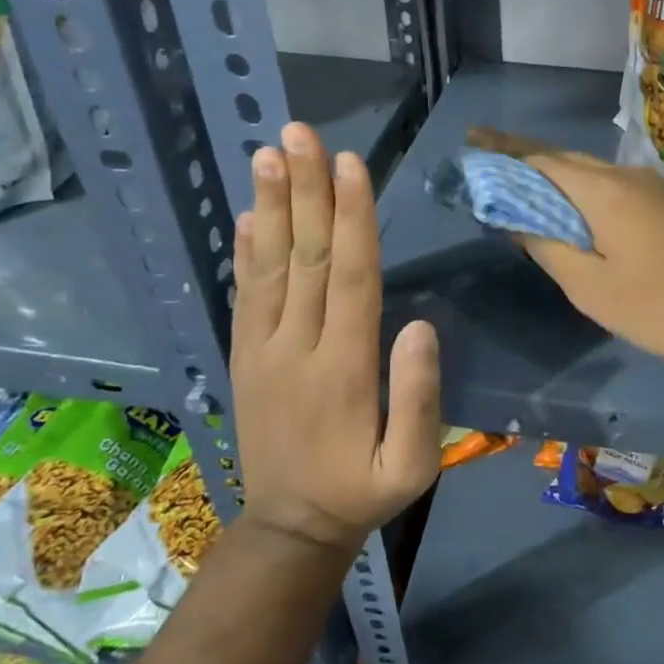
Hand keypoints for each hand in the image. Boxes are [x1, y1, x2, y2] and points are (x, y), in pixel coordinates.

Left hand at [230, 123, 440, 554]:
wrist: (290, 528)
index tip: (348, 163)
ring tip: (268, 154)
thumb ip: (419, 397)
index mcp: (345, 368)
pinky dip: (245, 252)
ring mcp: (264, 351)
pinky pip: (244, 296)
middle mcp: (299, 347)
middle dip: (306, 191)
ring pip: (269, 266)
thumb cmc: (363, 491)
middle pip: (306, 256)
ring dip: (271, 207)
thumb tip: (419, 324)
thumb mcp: (412, 465)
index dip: (351, 217)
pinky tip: (248, 215)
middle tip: (298, 134)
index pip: (351, 276)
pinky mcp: (245, 358)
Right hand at [468, 127, 663, 370]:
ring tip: (522, 186)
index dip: (503, 151)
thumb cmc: (659, 307)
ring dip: (555, 175)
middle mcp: (628, 176)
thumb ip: (547, 247)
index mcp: (604, 191)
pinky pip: (613, 186)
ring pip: (592, 172)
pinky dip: (583, 191)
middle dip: (526, 158)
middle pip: (566, 160)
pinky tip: (570, 208)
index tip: (472, 141)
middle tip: (489, 162)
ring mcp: (653, 187)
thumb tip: (517, 220)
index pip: (541, 159)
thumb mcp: (591, 287)